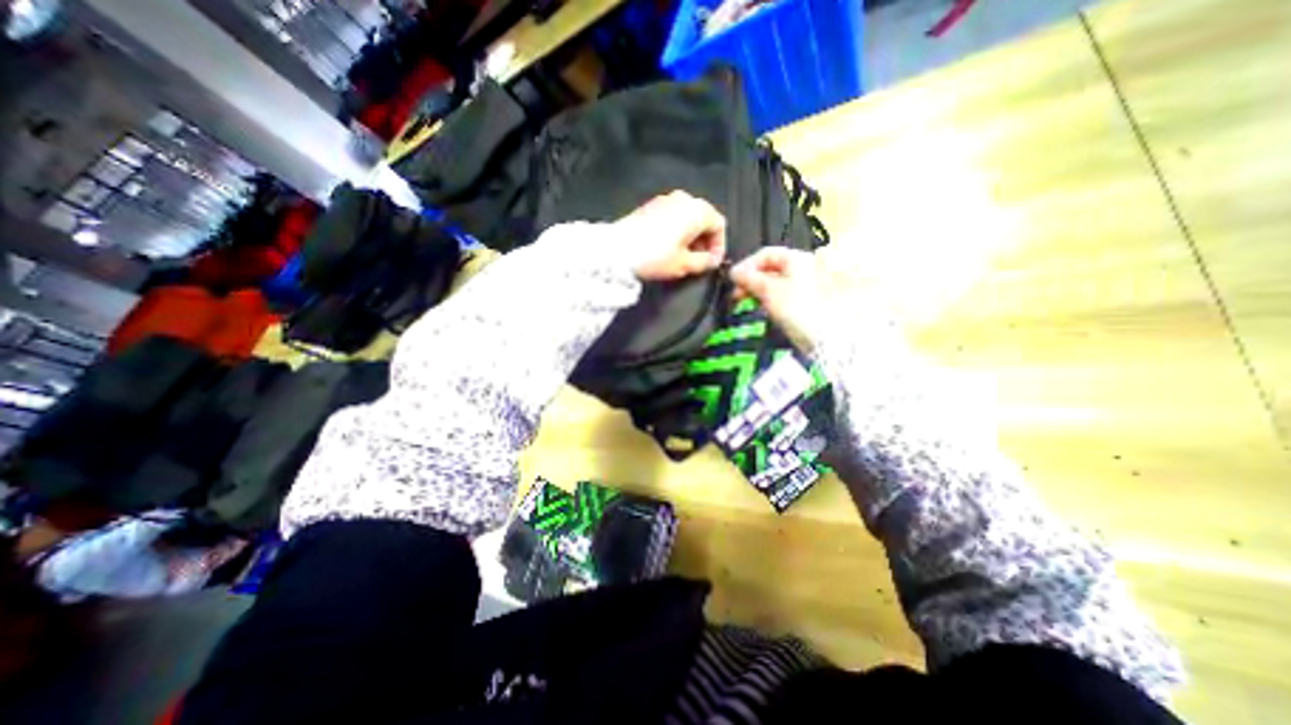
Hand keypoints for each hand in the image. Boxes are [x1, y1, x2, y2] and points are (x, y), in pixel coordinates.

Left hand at [614, 189, 723, 278]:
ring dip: (691, 237)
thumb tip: (711, 261)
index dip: (719, 246)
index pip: (719, 225)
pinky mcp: (650, 205)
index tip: (713, 264)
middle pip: (704, 219)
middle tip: (700, 262)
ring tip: (685, 257)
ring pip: (688, 217)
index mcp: (697, 210)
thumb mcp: (684, 264)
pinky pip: (673, 216)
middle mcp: (684, 198)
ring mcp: (665, 199)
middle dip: (705, 241)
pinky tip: (670, 247)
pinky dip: (678, 231)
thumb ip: (704, 262)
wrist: (617, 249)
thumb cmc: (656, 257)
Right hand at [726, 246, 826, 350]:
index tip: (733, 280)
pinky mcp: (801, 299)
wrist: (820, 336)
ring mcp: (802, 283)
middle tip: (736, 293)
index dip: (747, 265)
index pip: (765, 254)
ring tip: (743, 301)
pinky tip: (757, 306)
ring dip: (755, 289)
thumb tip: (733, 272)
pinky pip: (778, 292)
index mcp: (796, 258)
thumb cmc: (795, 307)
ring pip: (772, 281)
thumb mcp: (768, 290)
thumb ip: (748, 278)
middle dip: (750, 279)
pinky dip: (765, 297)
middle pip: (769, 267)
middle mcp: (801, 266)